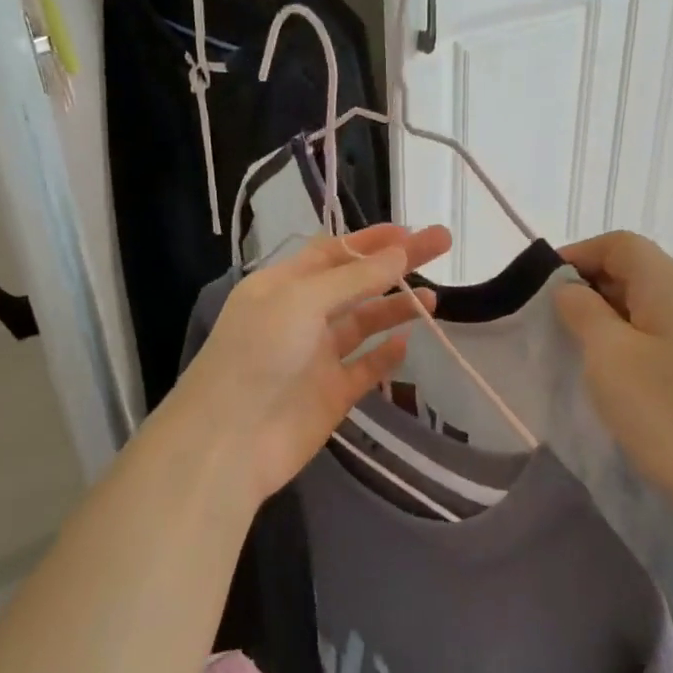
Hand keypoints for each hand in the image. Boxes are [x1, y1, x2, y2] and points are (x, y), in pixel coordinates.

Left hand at [170, 224, 451, 507]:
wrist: (230, 440)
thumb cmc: (259, 354)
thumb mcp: (302, 300)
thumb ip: (355, 279)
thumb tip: (400, 253)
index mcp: (283, 285)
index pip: (333, 252)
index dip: (372, 241)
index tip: (412, 232)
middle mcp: (300, 316)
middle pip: (357, 283)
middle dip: (397, 265)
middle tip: (442, 246)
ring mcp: (317, 357)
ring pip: (364, 324)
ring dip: (395, 308)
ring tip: (434, 300)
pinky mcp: (331, 394)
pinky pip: (365, 368)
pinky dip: (386, 356)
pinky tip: (407, 344)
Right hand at [554, 232, 672, 546]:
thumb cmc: (672, 414)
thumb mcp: (610, 357)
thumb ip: (583, 312)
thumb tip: (571, 291)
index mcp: (670, 284)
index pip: (618, 244)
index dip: (576, 255)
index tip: (539, 289)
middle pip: (632, 272)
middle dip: (586, 289)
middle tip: (549, 325)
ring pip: (642, 309)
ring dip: (603, 322)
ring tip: (573, 354)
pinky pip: (656, 340)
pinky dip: (625, 347)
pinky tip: (610, 381)